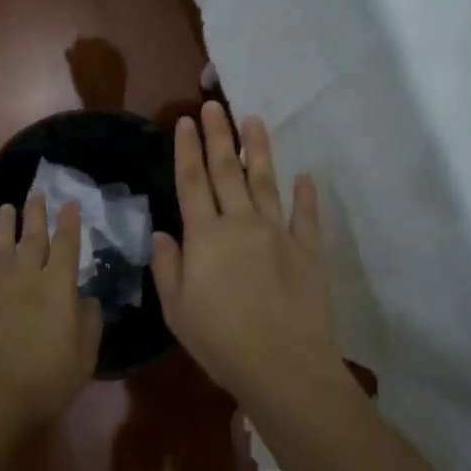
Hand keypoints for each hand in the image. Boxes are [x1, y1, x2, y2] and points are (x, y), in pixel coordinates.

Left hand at [0, 196, 100, 431]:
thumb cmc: (49, 377)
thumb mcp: (86, 352)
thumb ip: (90, 320)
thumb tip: (87, 299)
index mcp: (58, 286)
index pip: (66, 245)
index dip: (69, 223)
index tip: (70, 203)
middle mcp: (27, 277)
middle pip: (33, 239)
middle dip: (36, 215)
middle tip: (36, 193)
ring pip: (2, 248)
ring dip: (5, 226)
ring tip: (7, 207)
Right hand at [151, 102, 345, 407]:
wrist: (283, 365)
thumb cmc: (220, 341)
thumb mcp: (177, 309)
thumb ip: (168, 267)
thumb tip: (162, 234)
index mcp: (205, 236)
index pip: (192, 182)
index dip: (187, 150)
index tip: (184, 121)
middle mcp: (240, 223)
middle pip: (227, 171)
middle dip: (218, 135)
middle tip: (213, 105)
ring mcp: (277, 233)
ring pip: (265, 181)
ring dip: (259, 150)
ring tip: (254, 120)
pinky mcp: (307, 250)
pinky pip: (306, 216)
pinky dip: (305, 195)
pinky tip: (305, 177)